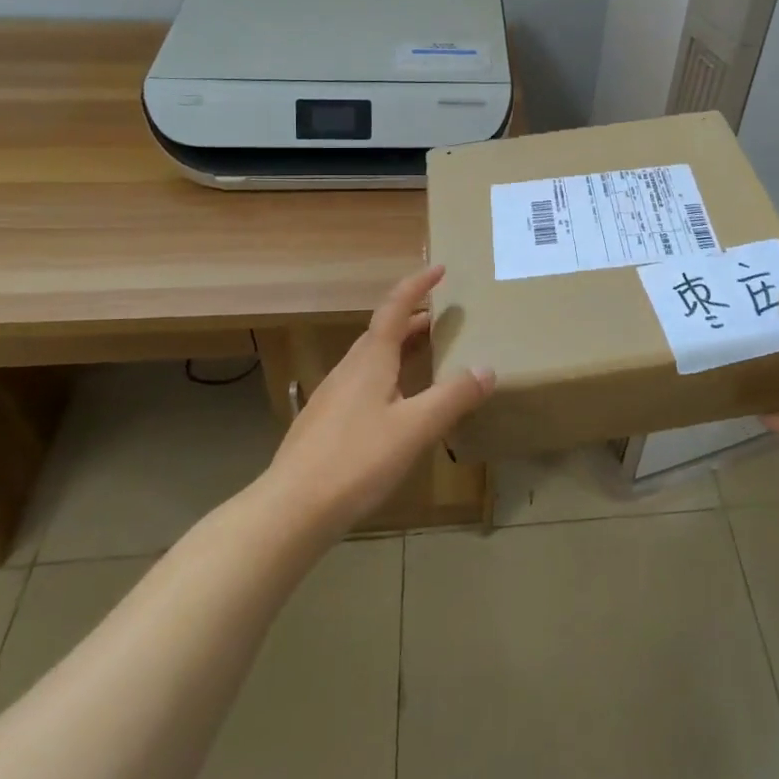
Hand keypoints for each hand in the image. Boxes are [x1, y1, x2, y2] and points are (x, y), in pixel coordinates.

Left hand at [262, 265, 494, 536]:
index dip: (417, 285)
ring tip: (426, 357)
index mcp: (370, 360)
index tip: (440, 268)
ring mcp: (331, 397)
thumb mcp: (415, 428)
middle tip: (444, 318)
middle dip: (414, 319)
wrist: (291, 510)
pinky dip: (387, 376)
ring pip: (370, 359)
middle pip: (382, 332)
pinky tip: (396, 406)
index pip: (395, 308)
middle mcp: (349, 370)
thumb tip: (487, 368)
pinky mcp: (324, 424)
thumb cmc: (357, 460)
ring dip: (399, 348)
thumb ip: (453, 397)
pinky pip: (362, 383)